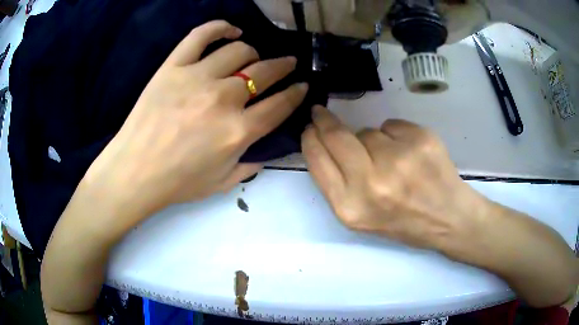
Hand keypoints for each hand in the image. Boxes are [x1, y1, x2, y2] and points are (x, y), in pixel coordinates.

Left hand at [82, 21, 307, 214]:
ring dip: (253, 53)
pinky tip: (232, 31)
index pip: (280, 104)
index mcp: (238, 131)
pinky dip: (221, 27)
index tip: (302, 86)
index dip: (296, 93)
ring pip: (239, 51)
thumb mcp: (222, 183)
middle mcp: (224, 99)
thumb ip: (251, 165)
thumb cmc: (178, 182)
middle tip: (289, 63)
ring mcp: (197, 77)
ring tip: (252, 57)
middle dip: (284, 66)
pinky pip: (202, 35)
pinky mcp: (174, 66)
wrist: (135, 171)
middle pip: (265, 72)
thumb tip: (268, 149)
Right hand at [302, 106, 484, 248]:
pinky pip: (391, 124)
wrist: (448, 218)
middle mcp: (372, 183)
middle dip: (325, 121)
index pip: (318, 161)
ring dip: (372, 139)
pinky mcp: (420, 140)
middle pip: (337, 136)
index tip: (310, 127)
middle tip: (322, 113)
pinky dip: (395, 135)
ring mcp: (399, 158)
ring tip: (393, 161)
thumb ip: (338, 183)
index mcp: (351, 207)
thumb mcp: (361, 216)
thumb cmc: (403, 221)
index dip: (311, 139)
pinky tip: (410, 154)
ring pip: (368, 131)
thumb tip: (325, 141)